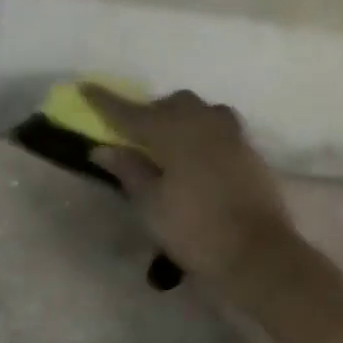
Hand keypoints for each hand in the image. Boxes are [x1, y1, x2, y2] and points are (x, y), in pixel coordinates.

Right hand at [81, 85, 299, 289]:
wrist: (257, 254)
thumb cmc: (195, 231)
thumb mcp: (152, 205)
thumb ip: (129, 170)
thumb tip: (104, 148)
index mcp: (174, 134)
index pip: (132, 113)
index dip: (106, 102)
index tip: (85, 88)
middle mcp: (204, 124)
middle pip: (172, 104)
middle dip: (149, 112)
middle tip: (133, 135)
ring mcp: (231, 136)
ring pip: (201, 110)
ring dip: (181, 117)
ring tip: (169, 142)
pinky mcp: (249, 152)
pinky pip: (220, 126)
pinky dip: (203, 131)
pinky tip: (198, 154)